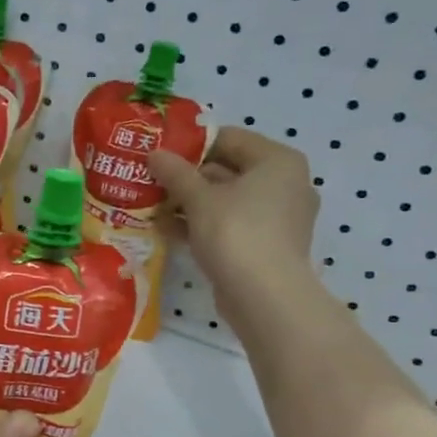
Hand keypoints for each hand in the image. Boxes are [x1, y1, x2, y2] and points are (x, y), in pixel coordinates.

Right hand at [149, 127, 320, 329]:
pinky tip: (168, 230)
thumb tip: (154, 154)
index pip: (229, 138)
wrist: (265, 298)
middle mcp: (285, 184)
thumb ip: (175, 172)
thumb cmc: (236, 233)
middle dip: (188, 177)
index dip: (191, 144)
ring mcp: (279, 218)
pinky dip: (203, 225)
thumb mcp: (199, 199)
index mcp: (277, 161)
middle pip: (228, 169)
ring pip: (227, 200)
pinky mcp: (268, 245)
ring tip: (153, 205)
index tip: (160, 154)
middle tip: (151, 180)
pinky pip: (232, 225)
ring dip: (191, 203)